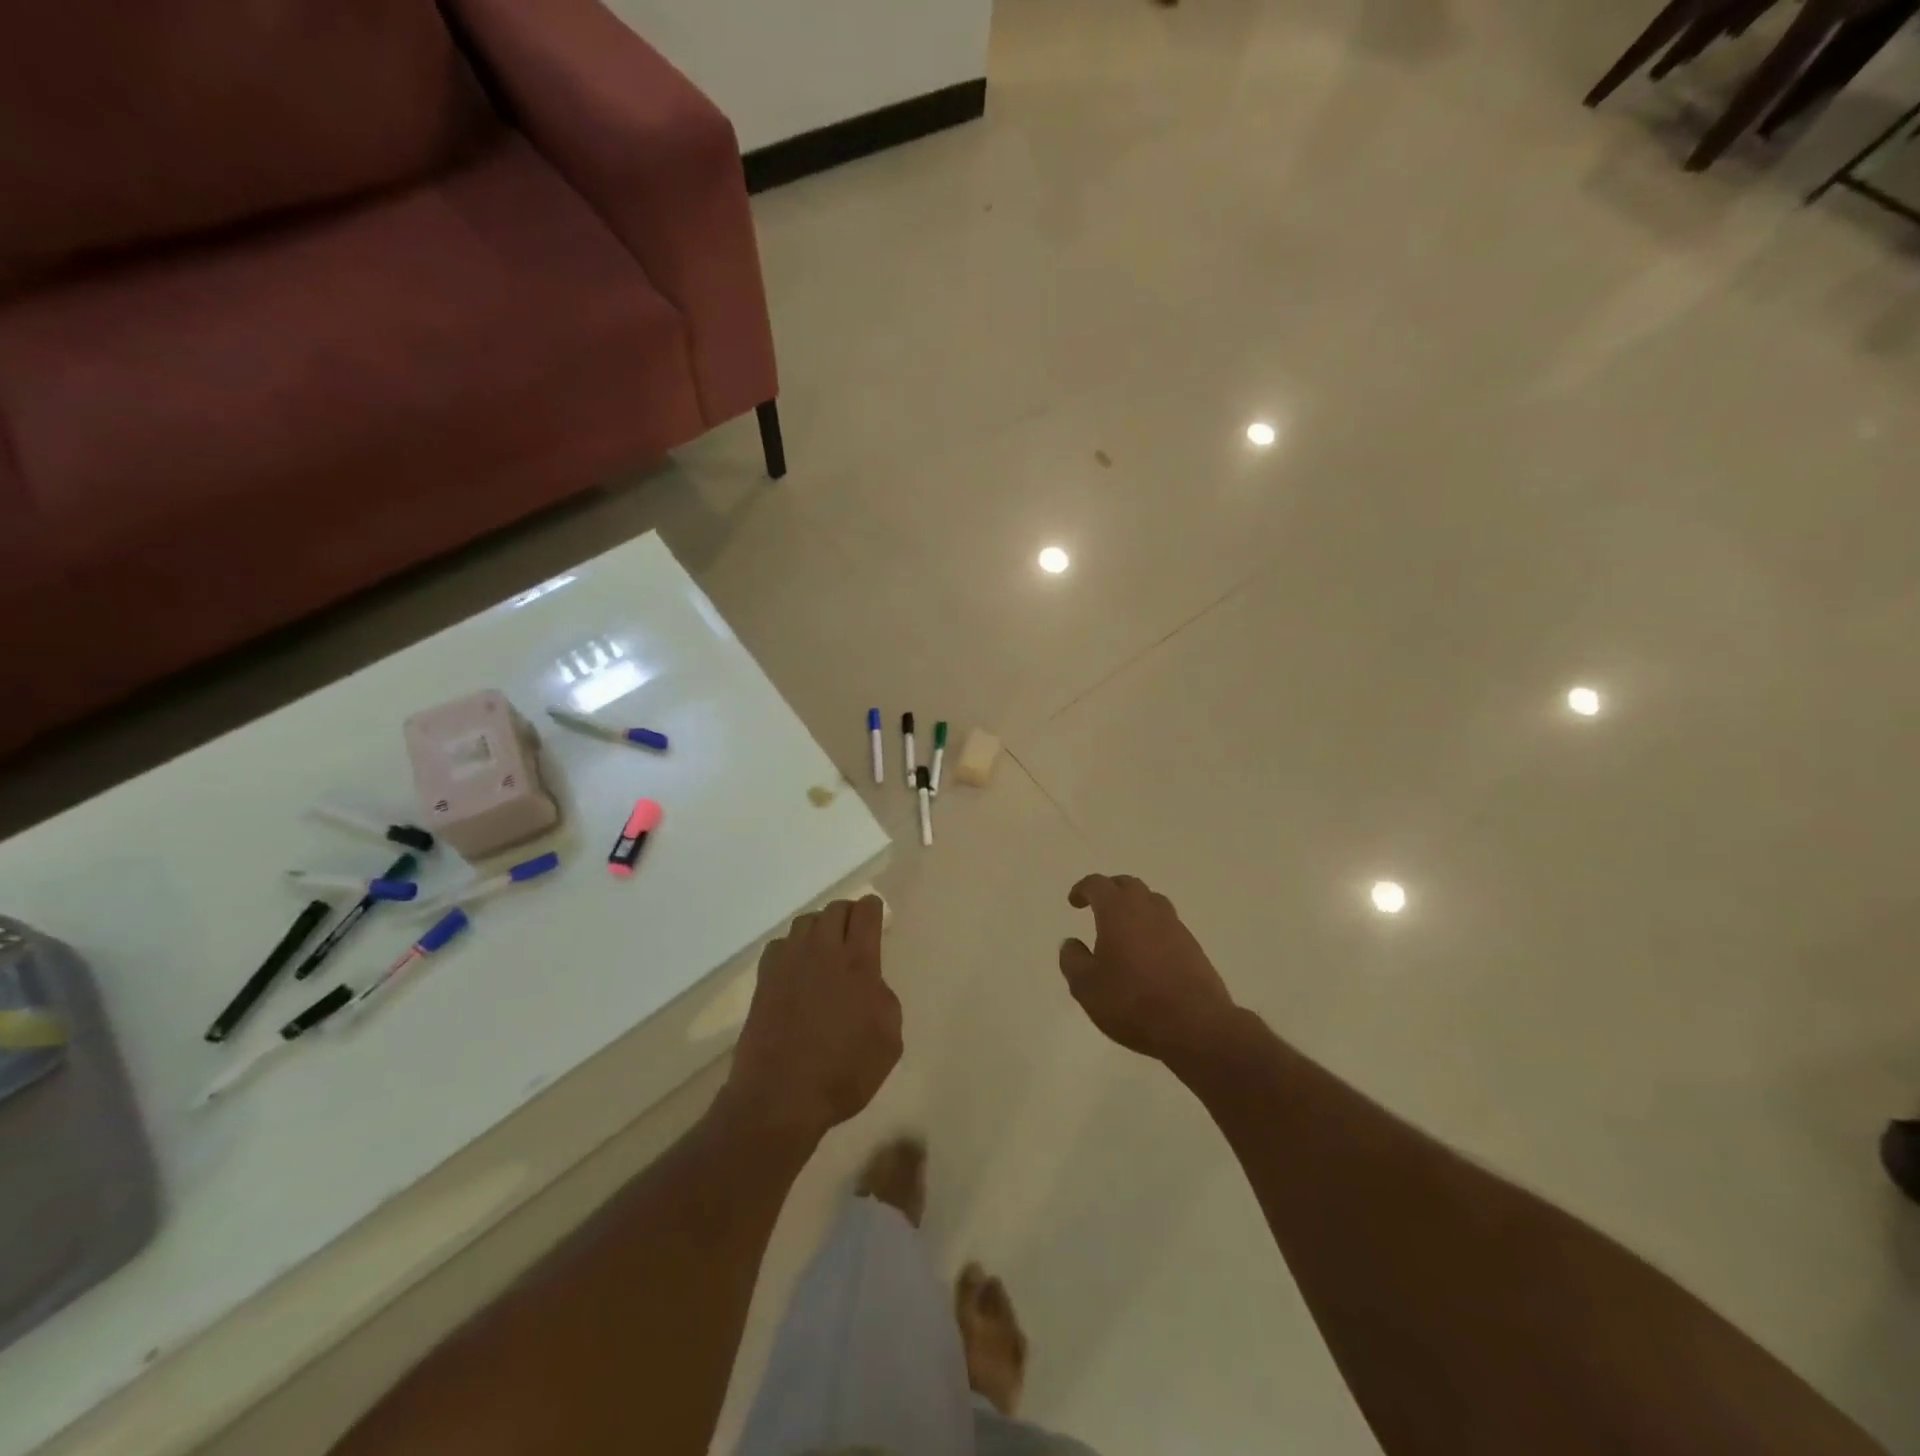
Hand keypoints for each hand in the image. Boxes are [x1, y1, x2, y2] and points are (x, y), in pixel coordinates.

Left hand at [724, 896, 900, 1146]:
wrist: (780, 1097)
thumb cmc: (843, 1073)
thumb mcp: (888, 1042)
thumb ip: (885, 1000)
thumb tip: (871, 984)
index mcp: (858, 963)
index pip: (865, 912)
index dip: (873, 909)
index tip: (876, 918)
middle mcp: (823, 952)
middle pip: (835, 909)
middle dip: (848, 915)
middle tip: (854, 935)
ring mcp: (789, 963)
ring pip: (806, 922)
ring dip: (820, 928)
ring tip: (825, 951)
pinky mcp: (764, 979)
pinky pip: (780, 945)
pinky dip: (792, 948)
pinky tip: (796, 970)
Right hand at [1059, 874, 1237, 1064]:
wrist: (1196, 1026)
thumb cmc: (1132, 1002)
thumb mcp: (1086, 986)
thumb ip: (1072, 960)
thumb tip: (1071, 944)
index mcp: (1118, 910)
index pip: (1098, 885)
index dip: (1083, 889)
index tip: (1074, 902)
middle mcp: (1148, 909)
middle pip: (1128, 885)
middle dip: (1110, 891)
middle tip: (1098, 907)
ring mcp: (1175, 926)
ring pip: (1152, 902)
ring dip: (1135, 907)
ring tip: (1123, 928)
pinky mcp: (1193, 947)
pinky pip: (1167, 926)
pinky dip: (1153, 929)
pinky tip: (1147, 953)